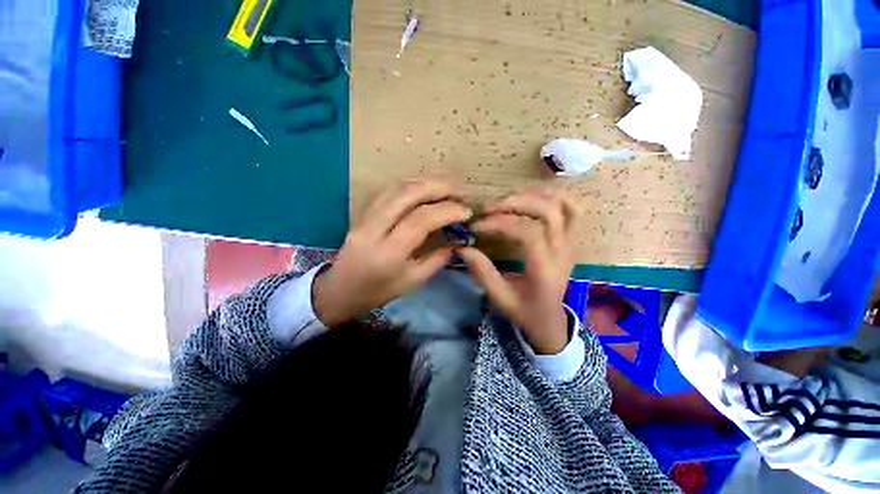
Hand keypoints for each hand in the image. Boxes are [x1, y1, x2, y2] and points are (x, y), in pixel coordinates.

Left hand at [313, 180, 471, 326]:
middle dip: (439, 187)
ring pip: (396, 187)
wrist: (340, 290)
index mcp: (388, 252)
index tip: (466, 211)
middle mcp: (374, 228)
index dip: (447, 211)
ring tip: (447, 187)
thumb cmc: (378, 292)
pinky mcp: (362, 212)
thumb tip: (457, 241)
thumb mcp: (412, 282)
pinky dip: (410, 185)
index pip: (421, 220)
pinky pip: (388, 191)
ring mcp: (365, 216)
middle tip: (460, 190)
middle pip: (407, 194)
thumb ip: (437, 260)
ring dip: (425, 182)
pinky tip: (425, 189)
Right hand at [458, 188, 580, 353]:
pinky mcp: (571, 239)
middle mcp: (562, 252)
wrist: (550, 320)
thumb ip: (483, 273)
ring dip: (533, 195)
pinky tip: (532, 197)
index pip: (529, 233)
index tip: (477, 227)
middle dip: (515, 203)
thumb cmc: (525, 311)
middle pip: (548, 212)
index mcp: (545, 269)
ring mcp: (570, 243)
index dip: (501, 224)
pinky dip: (554, 196)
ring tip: (506, 200)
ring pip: (563, 205)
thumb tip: (463, 248)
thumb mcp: (500, 299)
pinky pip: (573, 209)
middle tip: (489, 208)